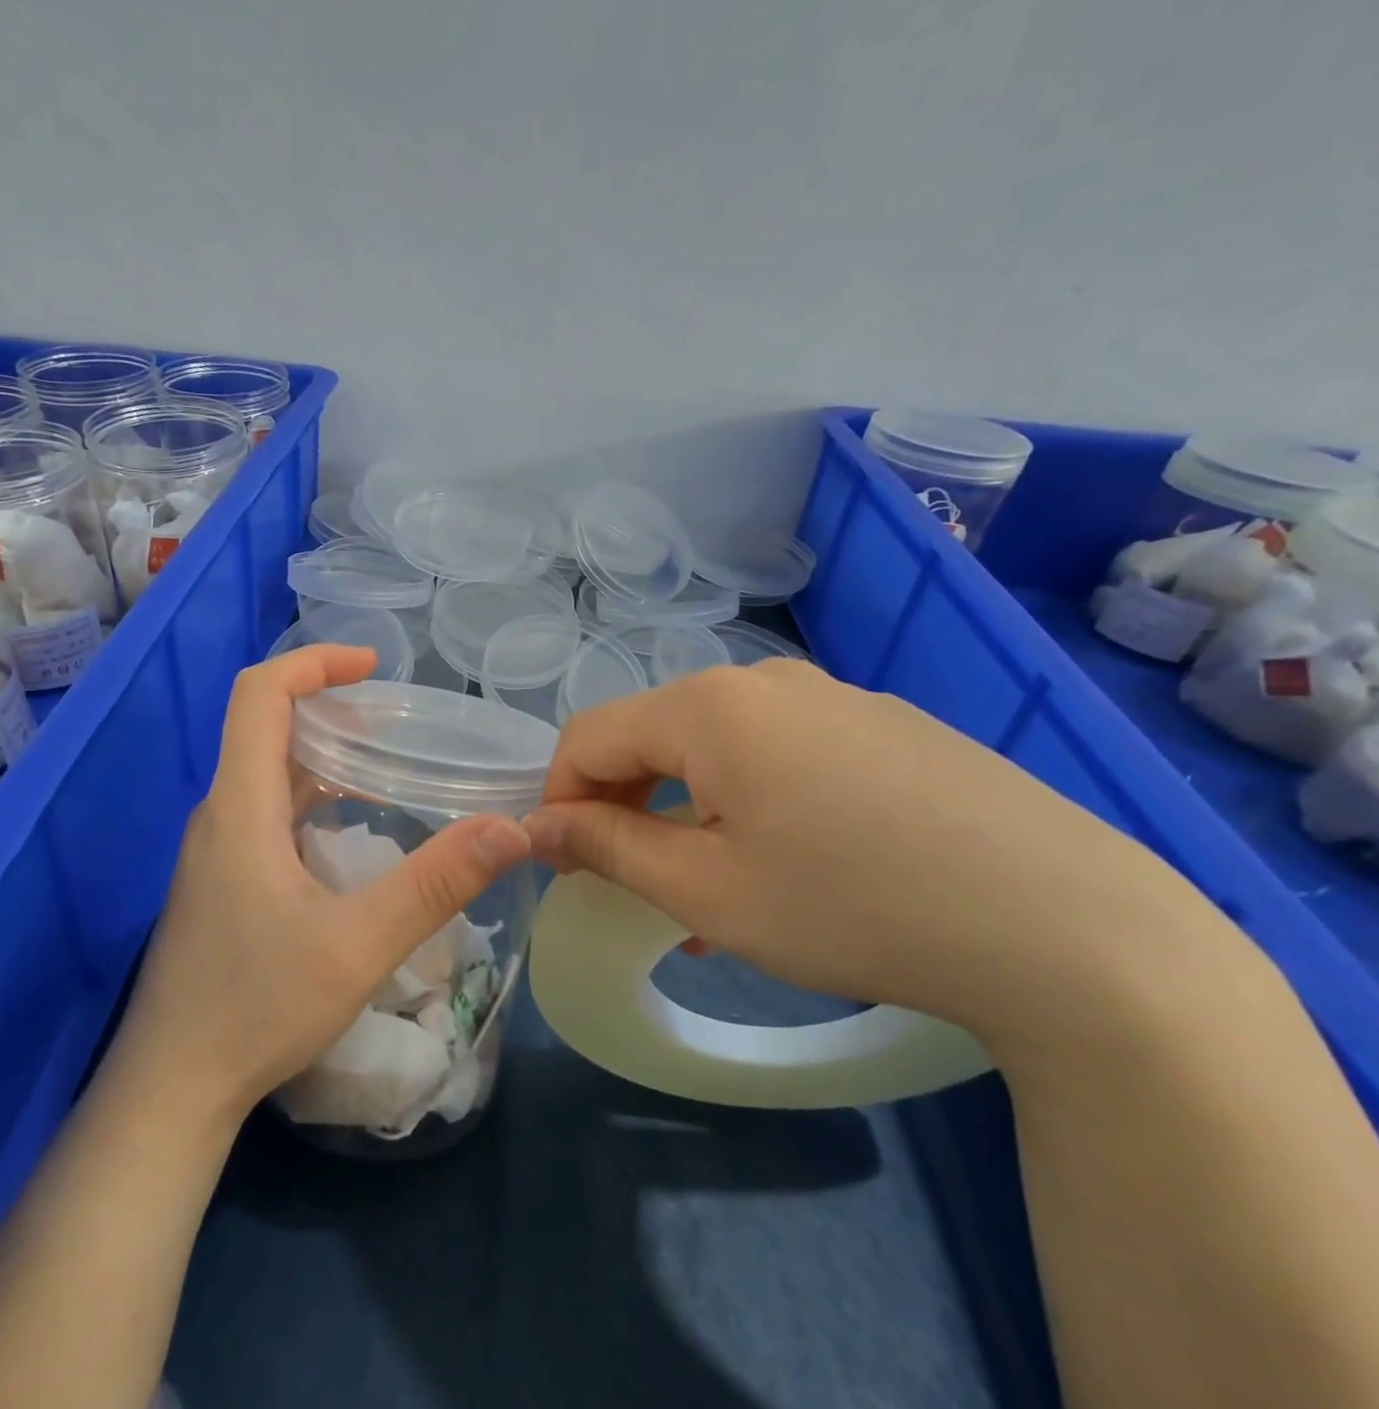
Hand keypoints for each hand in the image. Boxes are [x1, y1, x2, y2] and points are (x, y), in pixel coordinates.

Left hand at [110, 645, 532, 1126]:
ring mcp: (215, 850)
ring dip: (323, 757)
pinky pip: (267, 813)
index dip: (313, 663)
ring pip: (268, 774)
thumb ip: (435, 882)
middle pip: (266, 728)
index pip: (260, 694)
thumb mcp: (358, 944)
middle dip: (330, 708)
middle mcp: (220, 814)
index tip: (372, 666)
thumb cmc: (256, 1008)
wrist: (172, 1088)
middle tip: (396, 722)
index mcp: (241, 806)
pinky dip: (313, 799)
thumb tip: (510, 828)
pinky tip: (353, 836)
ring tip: (387, 768)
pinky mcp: (220, 881)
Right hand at [524, 661, 1238, 1053]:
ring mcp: (831, 696)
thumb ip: (606, 847)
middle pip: (652, 737)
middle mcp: (762, 680)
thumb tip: (538, 827)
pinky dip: (750, 803)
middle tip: (636, 890)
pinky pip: (780, 754)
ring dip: (687, 813)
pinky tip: (788, 866)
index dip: (558, 800)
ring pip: (716, 749)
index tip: (563, 867)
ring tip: (710, 896)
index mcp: (707, 705)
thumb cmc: (852, 907)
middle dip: (624, 810)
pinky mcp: (883, 725)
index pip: (587, 736)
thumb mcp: (706, 890)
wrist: (1072, 928)